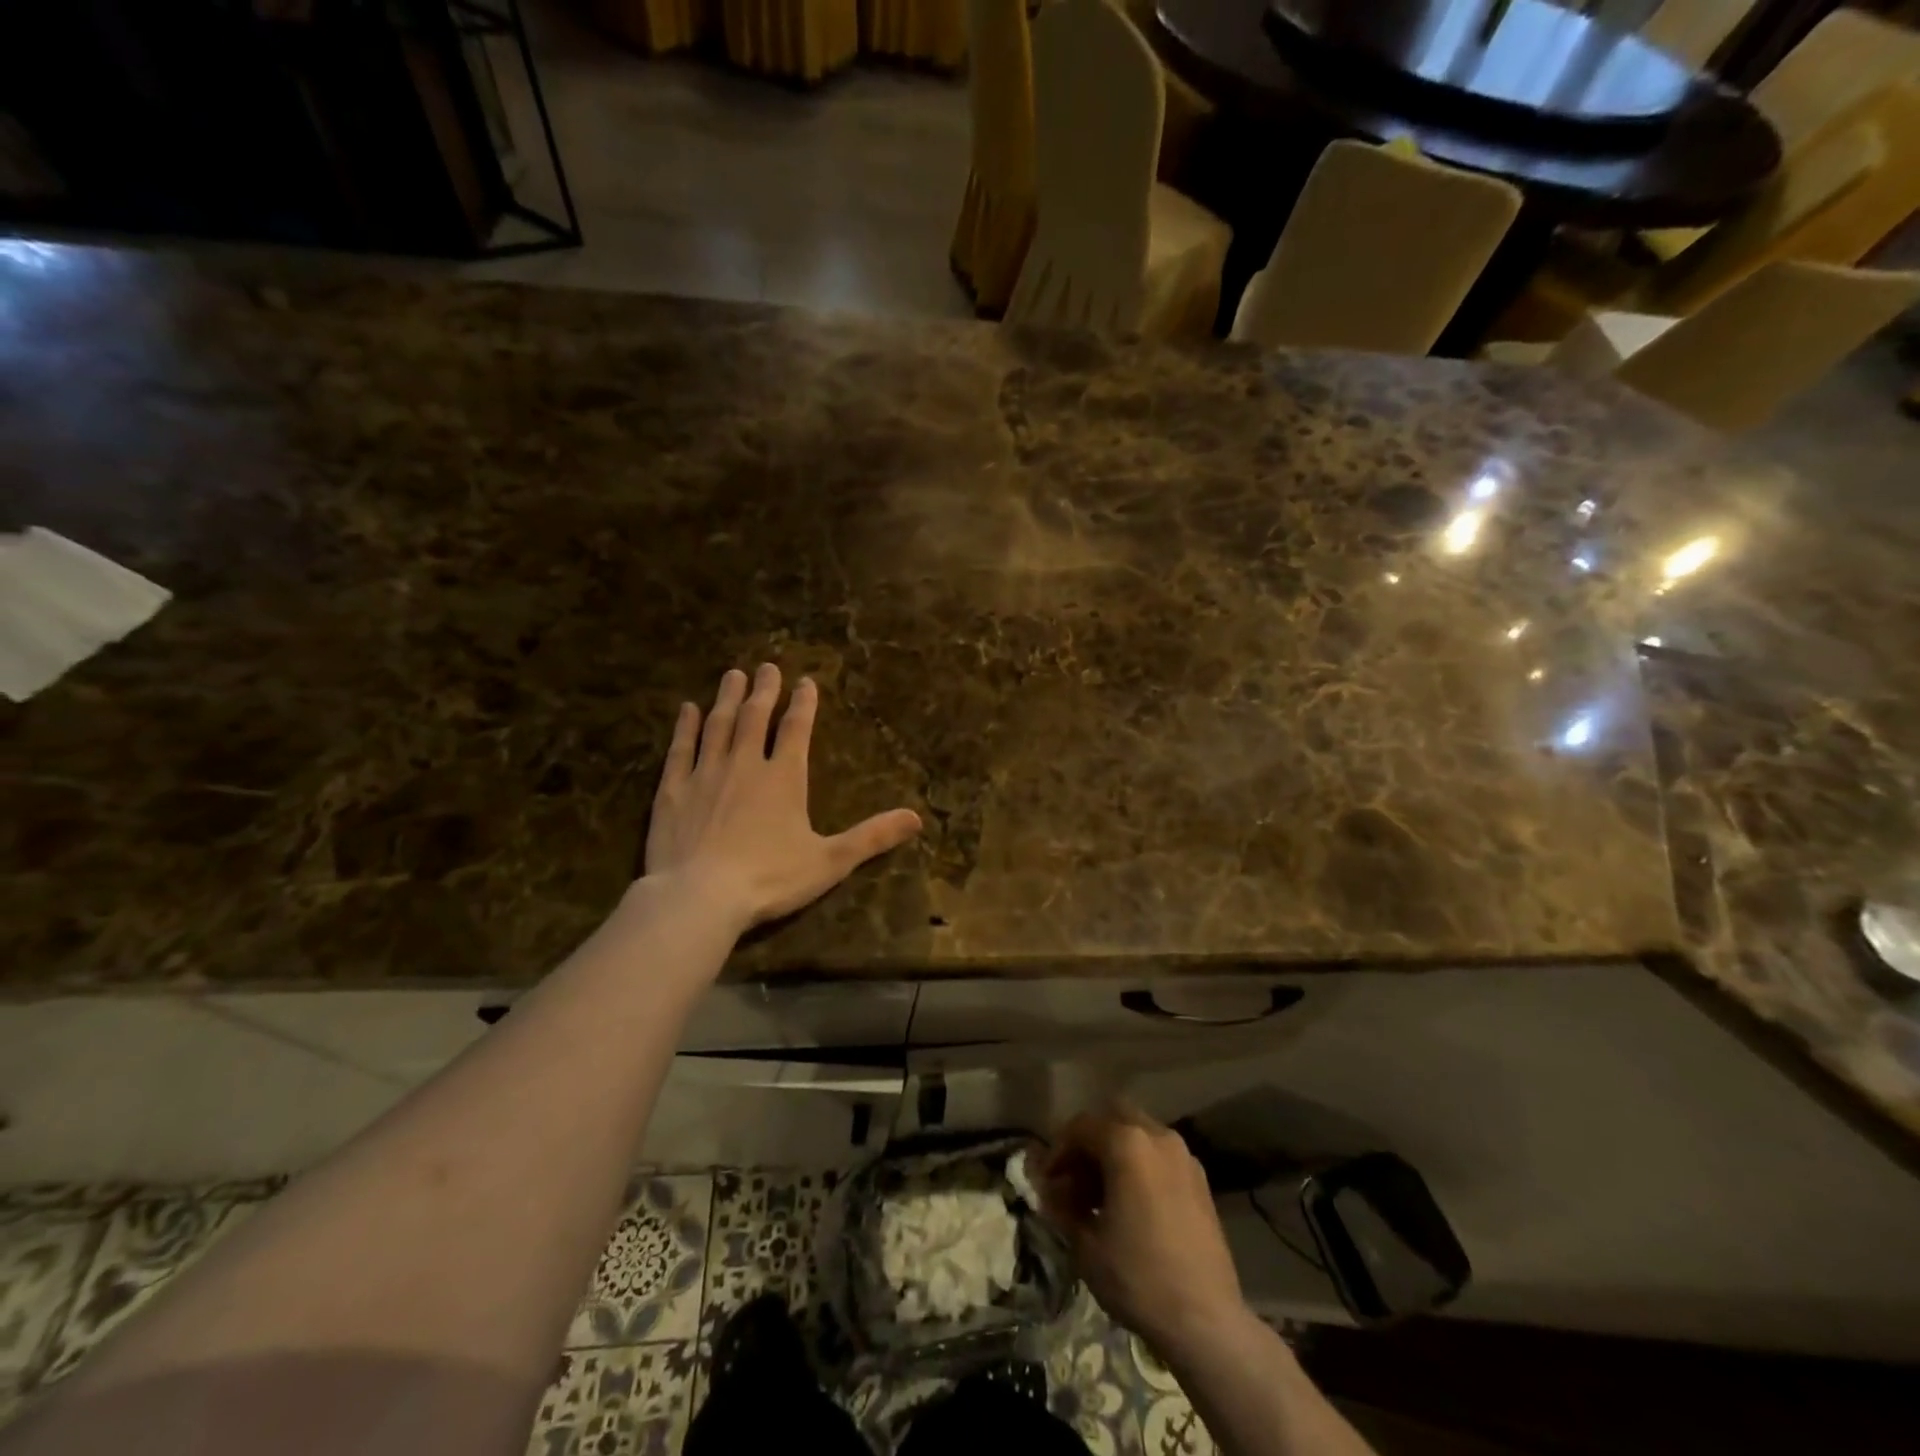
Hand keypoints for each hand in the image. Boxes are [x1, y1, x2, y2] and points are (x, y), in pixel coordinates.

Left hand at [643, 665, 921, 930]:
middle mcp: (745, 764)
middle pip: (755, 718)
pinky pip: (680, 749)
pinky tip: (687, 710)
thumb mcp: (830, 861)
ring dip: (727, 699)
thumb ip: (872, 837)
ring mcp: (705, 774)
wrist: (700, 896)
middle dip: (765, 691)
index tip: (805, 681)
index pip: (796, 729)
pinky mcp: (672, 790)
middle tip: (767, 667)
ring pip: (718, 725)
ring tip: (733, 676)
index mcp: (784, 777)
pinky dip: (685, 727)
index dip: (803, 704)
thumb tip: (917, 818)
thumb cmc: (770, 878)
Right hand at [1040, 1104, 1245, 1353]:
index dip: (1058, 1150)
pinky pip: (1159, 1156)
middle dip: (1089, 1143)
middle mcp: (1157, 1136)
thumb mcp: (1085, 1244)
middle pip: (1112, 1119)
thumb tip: (1049, 1189)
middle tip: (1074, 1180)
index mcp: (1126, 1142)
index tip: (1047, 1181)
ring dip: (1115, 1153)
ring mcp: (1183, 1156)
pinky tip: (1132, 1205)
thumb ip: (1062, 1205)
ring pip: (1138, 1134)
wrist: (1206, 1321)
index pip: (1080, 1127)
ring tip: (1101, 1197)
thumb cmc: (1138, 1277)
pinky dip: (1140, 1165)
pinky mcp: (1200, 1179)